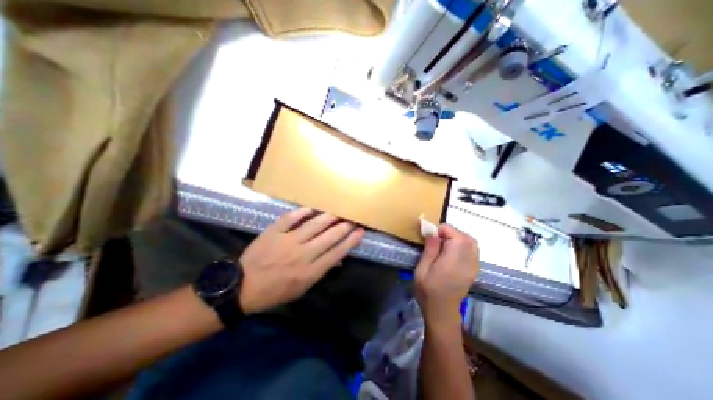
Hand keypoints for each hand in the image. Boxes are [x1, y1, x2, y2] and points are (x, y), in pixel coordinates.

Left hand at [238, 207, 364, 314]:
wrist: (242, 287)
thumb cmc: (275, 291)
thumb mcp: (302, 289)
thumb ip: (321, 271)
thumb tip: (338, 258)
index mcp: (310, 271)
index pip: (337, 252)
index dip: (351, 240)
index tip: (360, 231)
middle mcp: (303, 254)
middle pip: (330, 236)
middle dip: (345, 226)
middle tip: (353, 218)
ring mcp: (288, 241)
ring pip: (315, 225)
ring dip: (329, 217)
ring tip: (338, 211)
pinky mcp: (274, 232)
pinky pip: (292, 218)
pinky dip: (303, 211)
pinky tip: (313, 208)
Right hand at [419, 224, 477, 324]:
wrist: (441, 311)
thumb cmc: (427, 290)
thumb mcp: (422, 269)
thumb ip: (430, 249)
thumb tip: (433, 231)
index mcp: (453, 262)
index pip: (456, 236)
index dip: (443, 230)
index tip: (431, 235)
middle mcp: (467, 263)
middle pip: (466, 237)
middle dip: (451, 232)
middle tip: (436, 238)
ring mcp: (473, 267)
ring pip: (471, 242)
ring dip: (457, 237)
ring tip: (443, 243)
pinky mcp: (474, 269)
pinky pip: (473, 250)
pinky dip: (463, 244)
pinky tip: (451, 251)